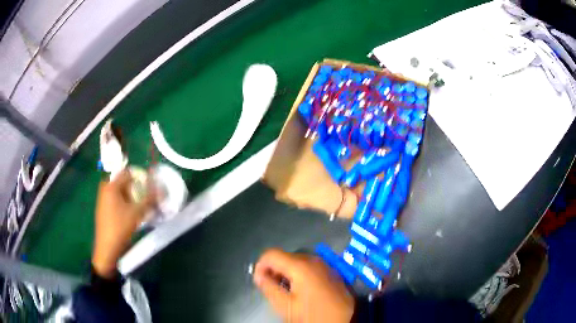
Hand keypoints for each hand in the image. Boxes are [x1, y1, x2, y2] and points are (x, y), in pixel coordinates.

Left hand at [92, 170, 156, 277]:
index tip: (150, 186)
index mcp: (111, 185)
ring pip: (120, 192)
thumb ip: (149, 199)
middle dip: (136, 188)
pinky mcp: (103, 208)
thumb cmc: (120, 227)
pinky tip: (131, 213)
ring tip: (140, 206)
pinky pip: (116, 199)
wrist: (107, 247)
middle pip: (124, 182)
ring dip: (131, 196)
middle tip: (146, 197)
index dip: (140, 177)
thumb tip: (161, 189)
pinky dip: (124, 202)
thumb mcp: (137, 213)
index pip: (128, 173)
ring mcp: (103, 198)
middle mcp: (105, 188)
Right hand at [254, 249, 353, 322]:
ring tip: (286, 291)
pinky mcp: (330, 270)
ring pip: (296, 262)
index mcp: (300, 265)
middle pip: (284, 257)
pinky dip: (298, 275)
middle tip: (272, 289)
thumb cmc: (313, 314)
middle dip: (273, 271)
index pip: (271, 254)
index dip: (260, 266)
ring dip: (286, 273)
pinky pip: (308, 267)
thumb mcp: (285, 305)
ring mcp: (324, 264)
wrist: (346, 319)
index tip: (260, 282)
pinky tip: (300, 290)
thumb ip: (268, 287)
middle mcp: (312, 259)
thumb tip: (259, 275)